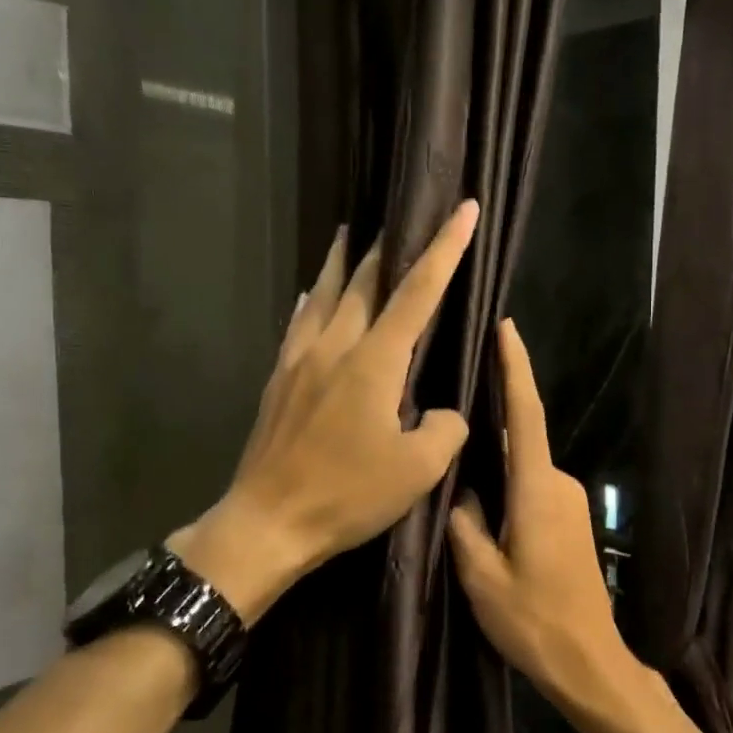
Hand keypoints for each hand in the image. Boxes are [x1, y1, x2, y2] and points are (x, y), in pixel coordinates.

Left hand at [175, 201, 480, 623]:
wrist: (268, 523)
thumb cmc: (347, 496)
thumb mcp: (418, 471)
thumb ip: (444, 429)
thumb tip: (442, 412)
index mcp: (374, 361)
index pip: (418, 292)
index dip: (445, 248)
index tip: (463, 209)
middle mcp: (335, 346)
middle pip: (366, 281)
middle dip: (391, 245)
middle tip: (404, 215)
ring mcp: (300, 360)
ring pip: (323, 294)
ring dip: (341, 262)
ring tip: (348, 233)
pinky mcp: (279, 380)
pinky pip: (298, 323)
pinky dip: (310, 300)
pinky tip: (308, 293)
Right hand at [446, 320, 630, 704]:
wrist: (589, 661)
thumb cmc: (533, 620)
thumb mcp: (481, 576)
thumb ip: (465, 525)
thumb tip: (462, 493)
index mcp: (537, 487)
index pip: (525, 413)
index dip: (516, 367)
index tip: (506, 328)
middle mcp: (559, 483)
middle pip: (519, 439)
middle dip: (490, 420)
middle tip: (450, 410)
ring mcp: (570, 500)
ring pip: (523, 468)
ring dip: (496, 463)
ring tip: (457, 466)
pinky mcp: (571, 519)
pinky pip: (532, 486)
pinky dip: (509, 483)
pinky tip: (483, 503)